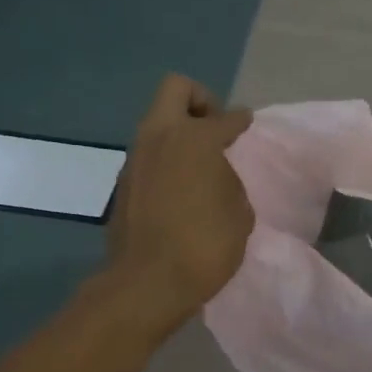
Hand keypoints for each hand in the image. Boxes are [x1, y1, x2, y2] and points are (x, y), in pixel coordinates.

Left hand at [102, 73, 254, 333]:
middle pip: (177, 89)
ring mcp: (136, 158)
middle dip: (200, 101)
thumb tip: (217, 175)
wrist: (149, 282)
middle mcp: (160, 137)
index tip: (247, 123)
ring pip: (157, 122)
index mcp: (195, 138)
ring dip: (179, 132)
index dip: (240, 120)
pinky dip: (167, 160)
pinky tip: (182, 188)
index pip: (225, 118)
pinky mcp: (124, 182)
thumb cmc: (206, 245)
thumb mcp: (240, 212)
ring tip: (201, 164)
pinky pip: (149, 154)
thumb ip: (229, 181)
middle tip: (216, 130)